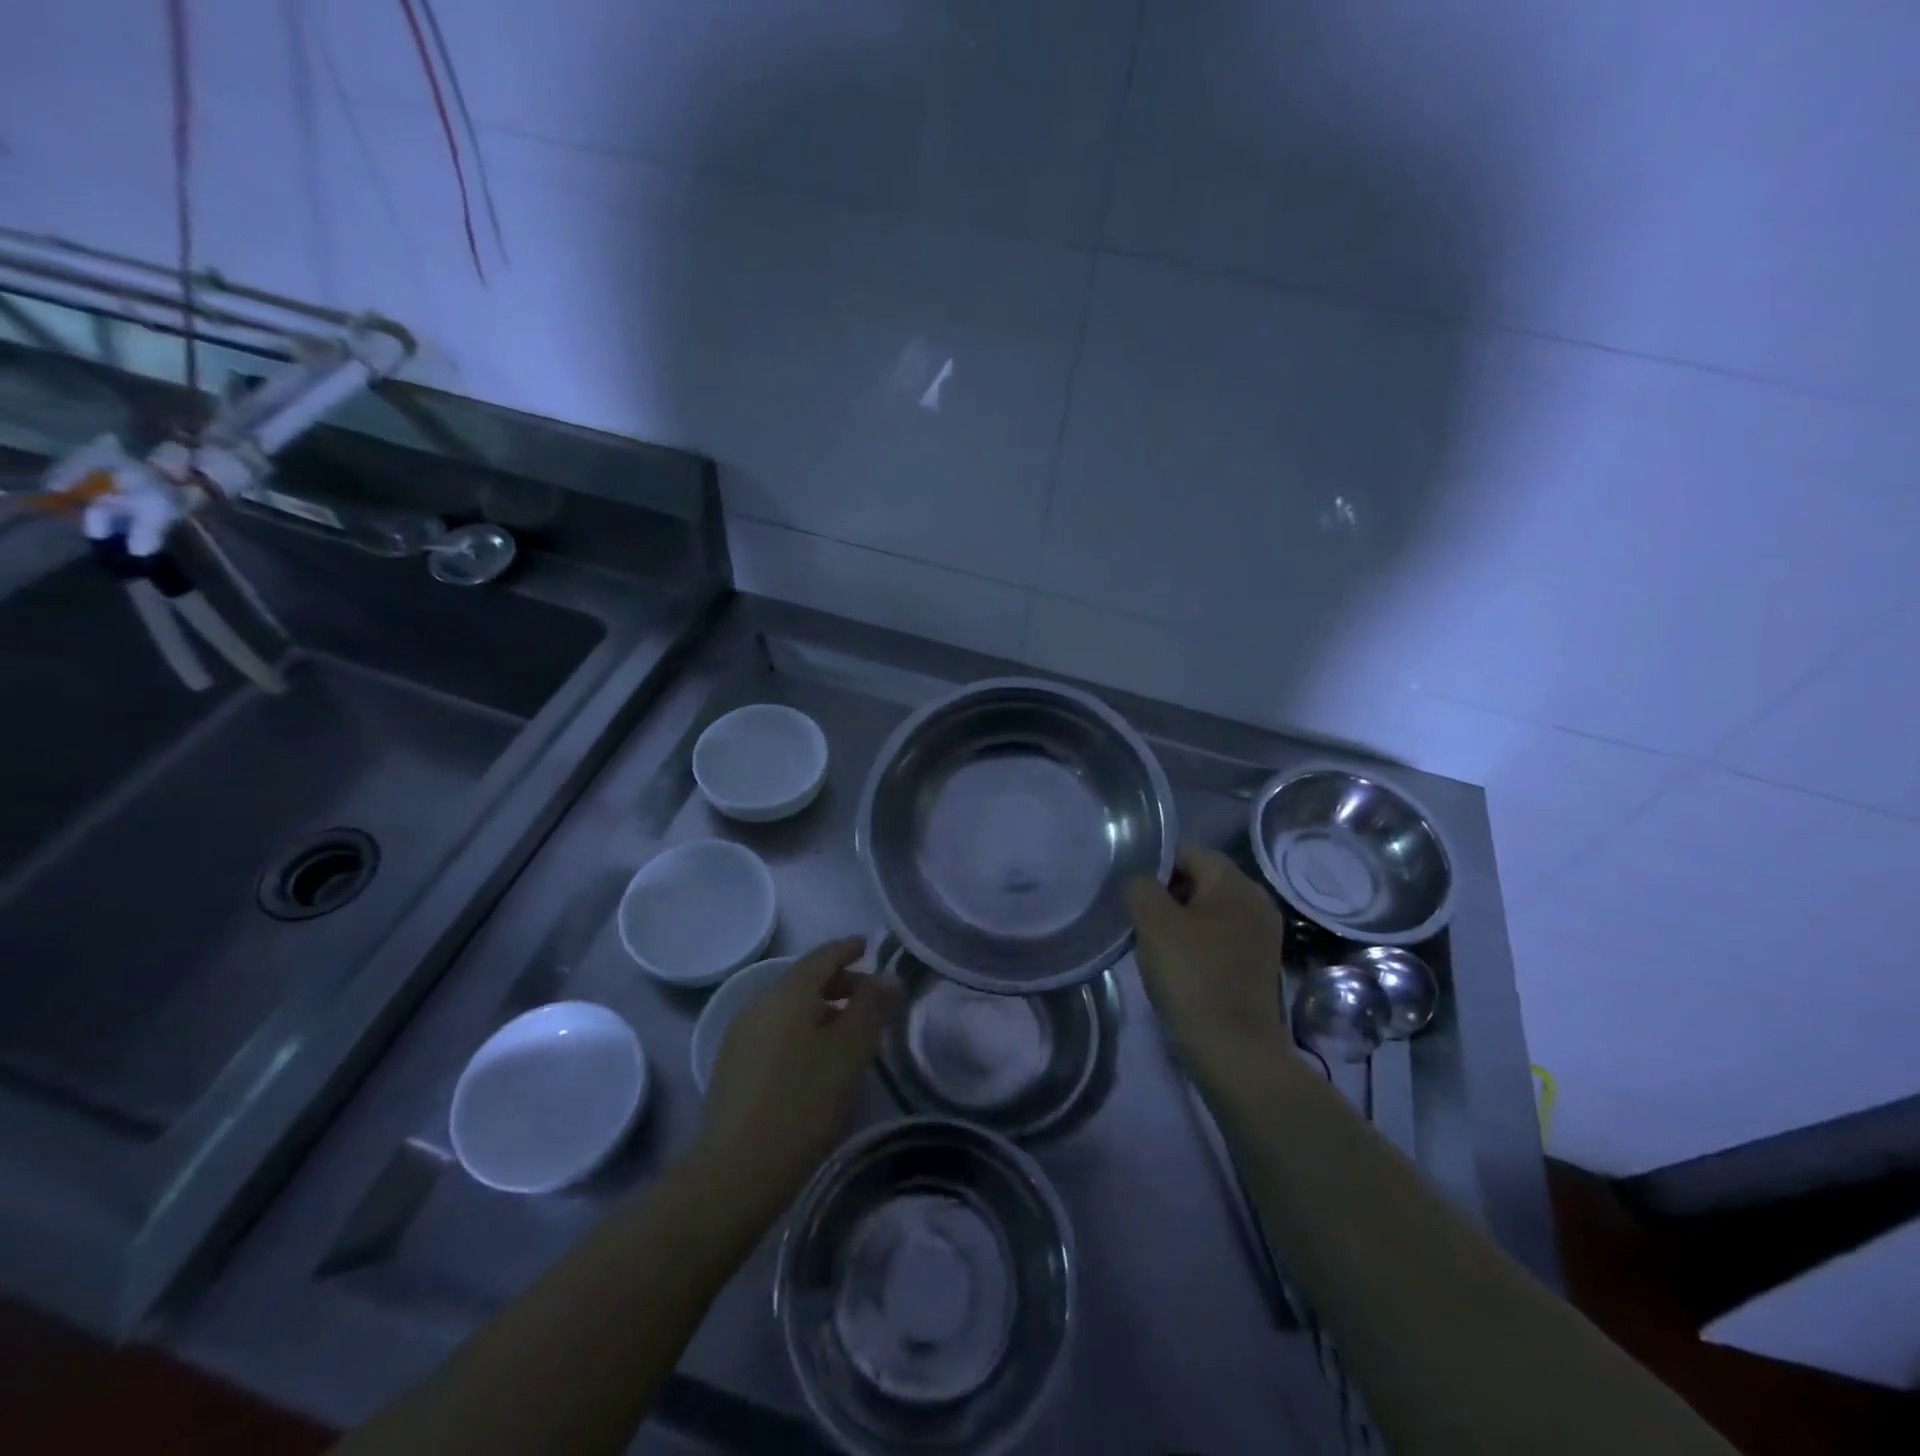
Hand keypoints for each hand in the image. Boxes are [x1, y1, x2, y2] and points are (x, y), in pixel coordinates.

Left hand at [695, 937, 902, 1223]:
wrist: (735, 1172)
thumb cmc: (802, 1103)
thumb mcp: (849, 1052)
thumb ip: (872, 1007)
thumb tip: (888, 977)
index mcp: (787, 992)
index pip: (823, 955)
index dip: (849, 949)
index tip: (871, 947)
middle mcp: (759, 1003)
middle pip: (805, 980)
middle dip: (840, 982)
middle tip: (871, 998)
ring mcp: (741, 1035)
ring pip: (789, 1008)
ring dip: (822, 1009)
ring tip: (850, 1032)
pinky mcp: (733, 1066)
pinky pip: (776, 1031)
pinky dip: (802, 1030)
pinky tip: (817, 1060)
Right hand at [1127, 846, 1289, 1086]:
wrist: (1233, 1049)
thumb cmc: (1192, 976)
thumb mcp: (1153, 923)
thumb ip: (1141, 888)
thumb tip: (1143, 883)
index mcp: (1237, 884)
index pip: (1190, 853)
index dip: (1158, 867)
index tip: (1135, 896)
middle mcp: (1257, 902)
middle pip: (1202, 881)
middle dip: (1169, 896)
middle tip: (1141, 921)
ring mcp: (1262, 936)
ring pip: (1210, 912)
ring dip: (1181, 922)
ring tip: (1156, 946)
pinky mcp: (1259, 965)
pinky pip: (1221, 938)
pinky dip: (1198, 945)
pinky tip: (1179, 967)